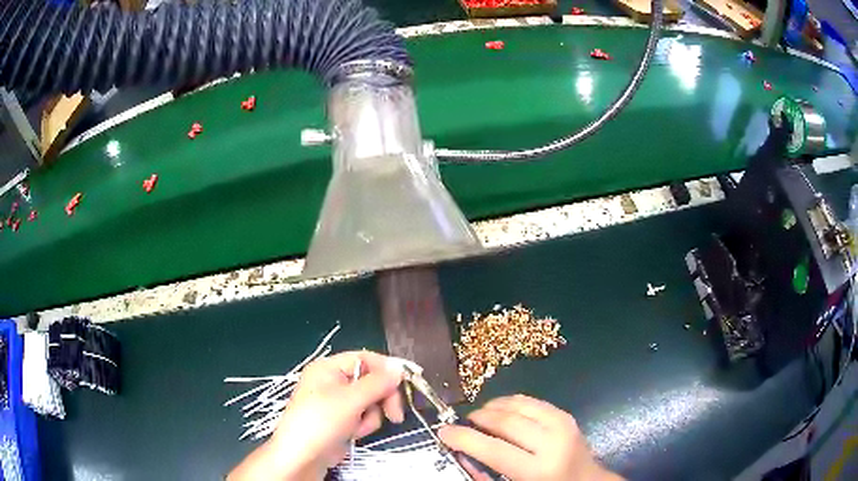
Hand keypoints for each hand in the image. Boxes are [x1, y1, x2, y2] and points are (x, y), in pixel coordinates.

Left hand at [228, 351, 404, 480]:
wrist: (302, 457)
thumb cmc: (321, 422)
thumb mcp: (351, 400)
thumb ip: (377, 383)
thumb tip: (399, 368)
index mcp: (329, 368)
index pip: (365, 358)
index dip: (385, 370)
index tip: (404, 384)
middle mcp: (333, 381)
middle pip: (371, 381)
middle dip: (381, 399)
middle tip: (394, 415)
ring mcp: (337, 402)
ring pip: (370, 401)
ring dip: (371, 416)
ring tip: (358, 428)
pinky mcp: (341, 419)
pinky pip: (363, 415)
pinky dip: (363, 425)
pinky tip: (354, 434)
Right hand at [438, 395, 621, 480]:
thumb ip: (486, 474)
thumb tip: (461, 452)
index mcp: (537, 470)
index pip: (493, 450)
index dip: (464, 438)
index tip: (443, 431)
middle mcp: (552, 444)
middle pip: (506, 422)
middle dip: (479, 418)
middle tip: (464, 421)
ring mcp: (562, 425)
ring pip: (519, 406)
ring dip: (494, 406)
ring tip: (480, 414)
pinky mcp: (566, 416)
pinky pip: (533, 401)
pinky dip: (512, 402)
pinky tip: (501, 409)